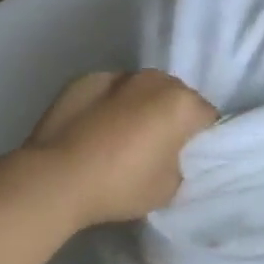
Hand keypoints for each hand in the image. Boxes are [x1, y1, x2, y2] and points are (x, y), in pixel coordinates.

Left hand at [24, 70, 217, 225]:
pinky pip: (108, 92)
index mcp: (181, 104)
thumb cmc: (121, 185)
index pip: (207, 117)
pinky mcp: (83, 80)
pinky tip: (93, 130)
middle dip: (170, 116)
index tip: (188, 157)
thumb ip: (179, 164)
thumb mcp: (169, 188)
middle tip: (156, 147)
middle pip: (174, 96)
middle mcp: (154, 80)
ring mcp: (117, 75)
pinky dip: (107, 105)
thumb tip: (168, 155)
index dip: (201, 139)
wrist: (56, 179)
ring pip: (140, 90)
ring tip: (121, 136)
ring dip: (138, 106)